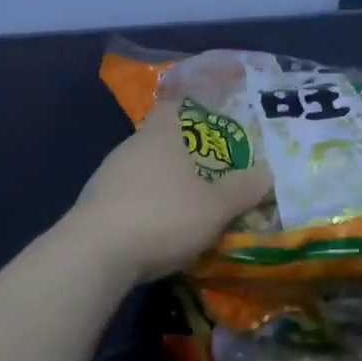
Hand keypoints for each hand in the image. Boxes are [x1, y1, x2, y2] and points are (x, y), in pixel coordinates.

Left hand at [65, 101, 273, 286]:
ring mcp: (108, 175)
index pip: (175, 106)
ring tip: (190, 204)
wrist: (94, 255)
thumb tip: (267, 173)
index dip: (195, 110)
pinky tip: (158, 229)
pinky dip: (145, 206)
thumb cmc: (162, 216)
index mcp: (161, 134)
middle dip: (185, 153)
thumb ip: (242, 189)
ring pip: (143, 169)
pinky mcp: (94, 205)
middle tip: (213, 170)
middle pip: (161, 139)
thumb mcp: (215, 207)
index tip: (215, 123)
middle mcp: (131, 146)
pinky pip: (128, 196)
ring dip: (164, 183)